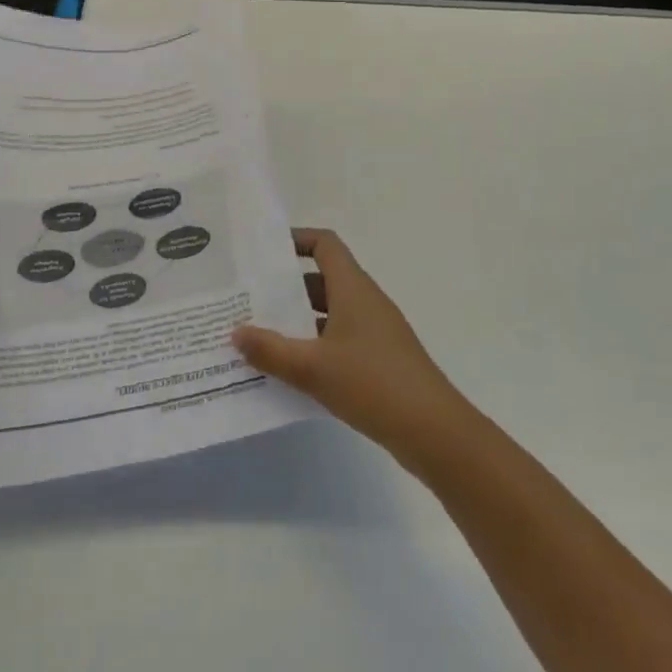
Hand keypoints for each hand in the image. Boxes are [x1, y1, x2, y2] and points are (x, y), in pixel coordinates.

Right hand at [232, 229, 475, 472]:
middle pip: (322, 280)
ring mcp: (374, 332)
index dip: (296, 240)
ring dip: (297, 321)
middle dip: (285, 287)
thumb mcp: (313, 368)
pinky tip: (288, 371)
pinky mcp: (379, 360)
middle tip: (247, 298)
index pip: (325, 245)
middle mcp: (365, 302)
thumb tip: (236, 331)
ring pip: (328, 314)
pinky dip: (313, 348)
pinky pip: (338, 341)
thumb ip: (271, 350)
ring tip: (257, 335)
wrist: (435, 431)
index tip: (264, 251)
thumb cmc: (373, 384)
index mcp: (353, 288)